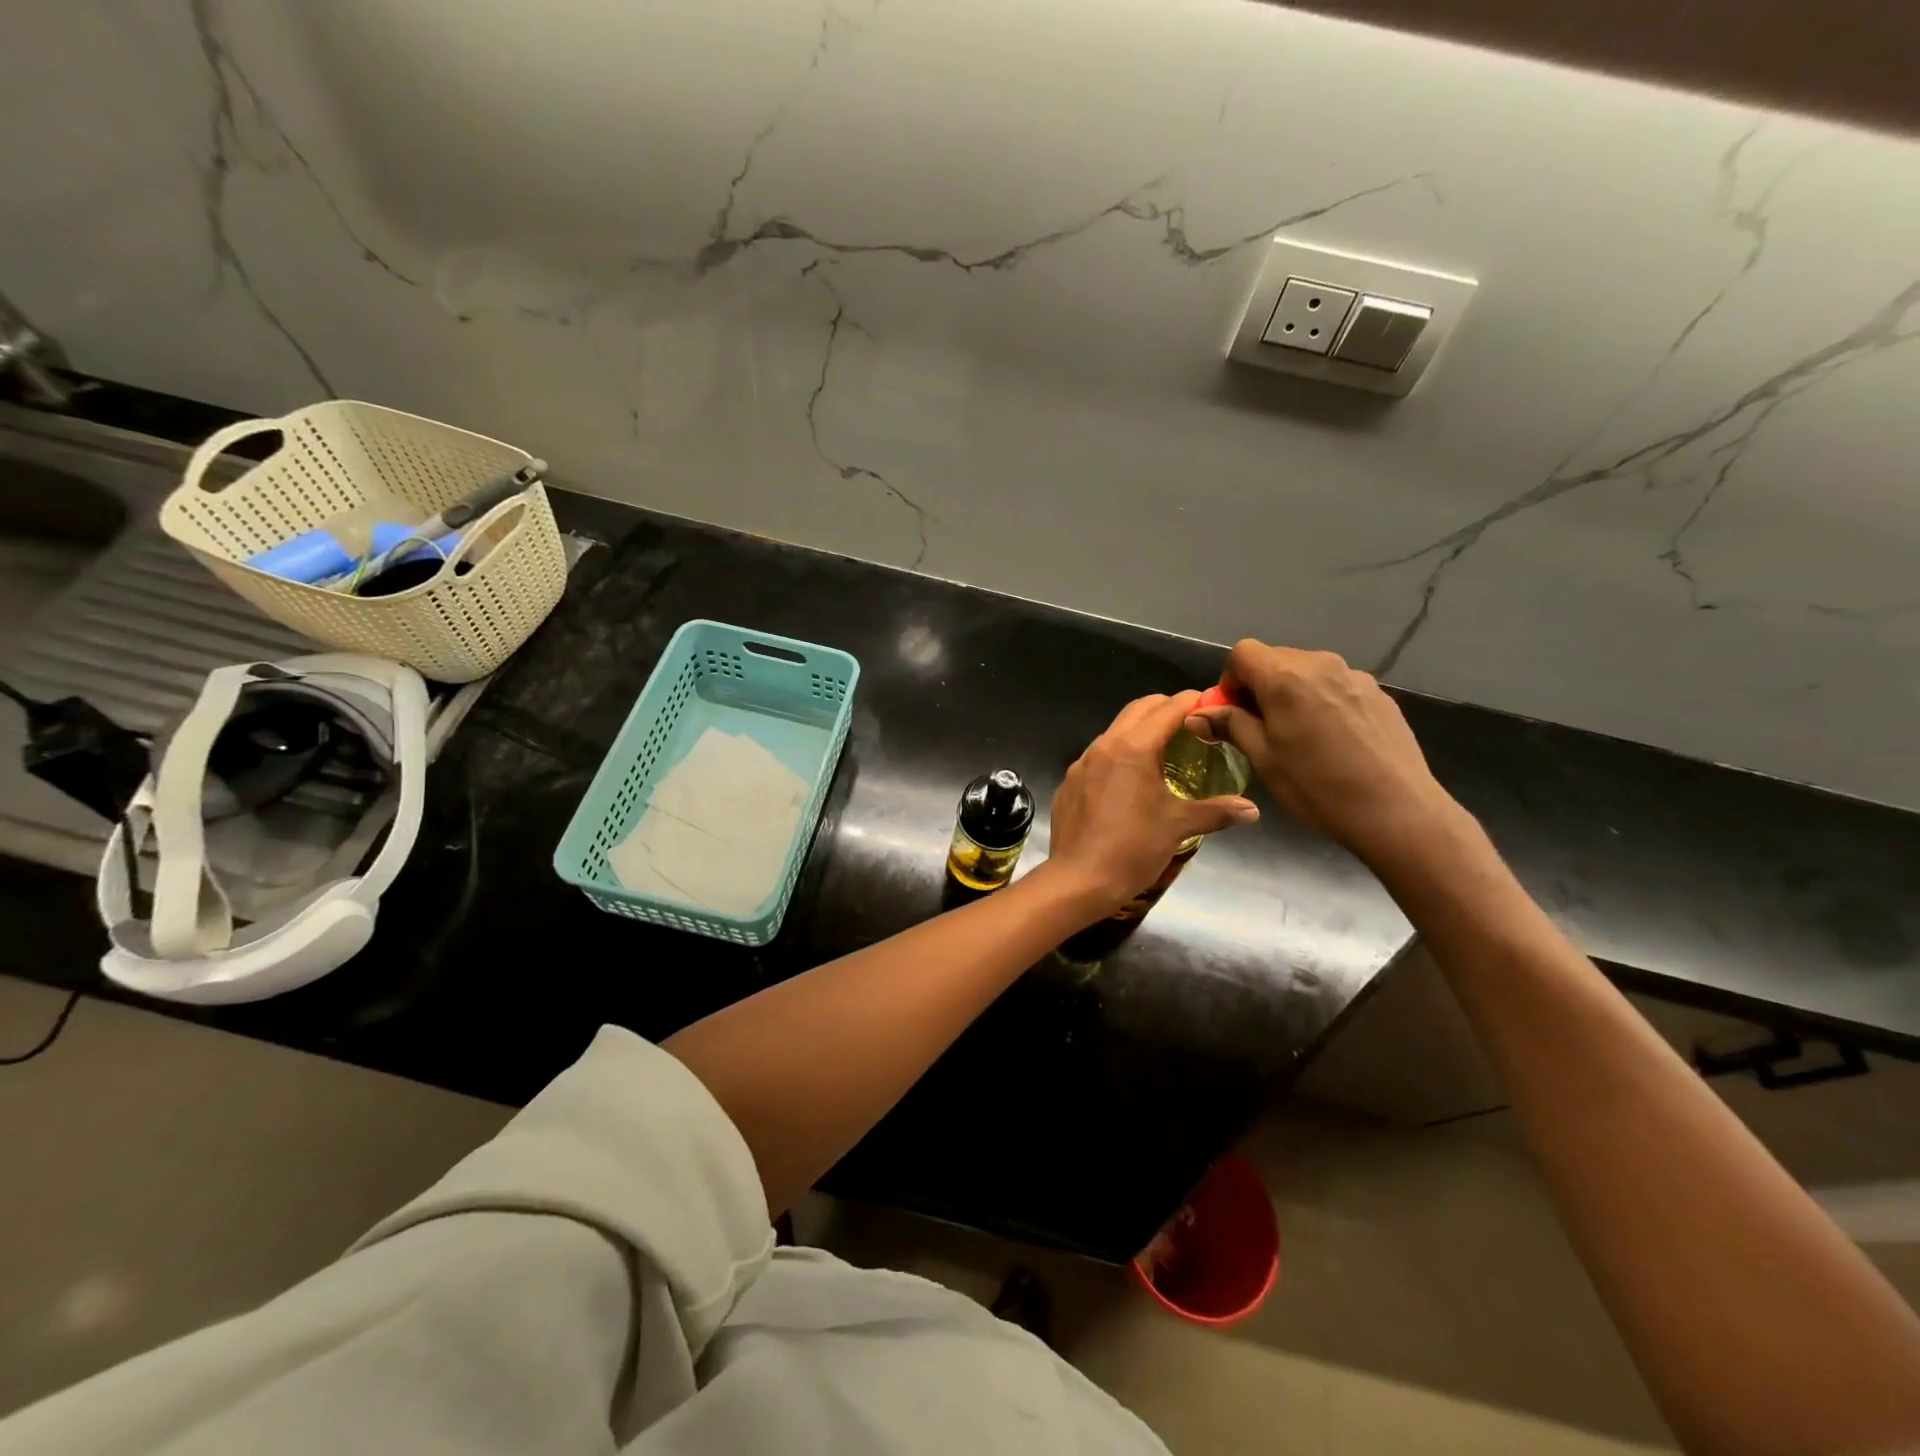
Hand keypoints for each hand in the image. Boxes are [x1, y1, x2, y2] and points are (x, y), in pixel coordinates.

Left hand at [1045, 691, 1258, 914]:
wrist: (1079, 879)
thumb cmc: (1133, 848)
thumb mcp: (1178, 826)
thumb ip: (1217, 811)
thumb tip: (1252, 810)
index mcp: (1133, 747)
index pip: (1168, 708)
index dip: (1192, 702)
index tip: (1211, 707)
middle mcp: (1104, 745)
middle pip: (1138, 710)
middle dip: (1166, 709)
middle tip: (1191, 725)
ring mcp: (1082, 762)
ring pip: (1115, 731)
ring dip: (1140, 731)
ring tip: (1164, 751)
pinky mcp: (1070, 781)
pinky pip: (1098, 756)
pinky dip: (1119, 755)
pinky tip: (1130, 781)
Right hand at [1186, 641, 1463, 868]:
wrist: (1396, 811)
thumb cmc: (1317, 787)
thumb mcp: (1263, 758)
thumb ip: (1231, 725)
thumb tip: (1198, 715)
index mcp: (1285, 678)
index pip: (1243, 652)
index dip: (1230, 679)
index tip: (1233, 713)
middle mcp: (1321, 665)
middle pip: (1276, 659)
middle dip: (1260, 686)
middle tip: (1261, 727)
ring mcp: (1354, 677)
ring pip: (1307, 672)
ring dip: (1292, 693)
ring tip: (1300, 736)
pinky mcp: (1378, 694)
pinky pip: (1335, 686)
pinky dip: (1322, 702)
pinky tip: (1333, 741)